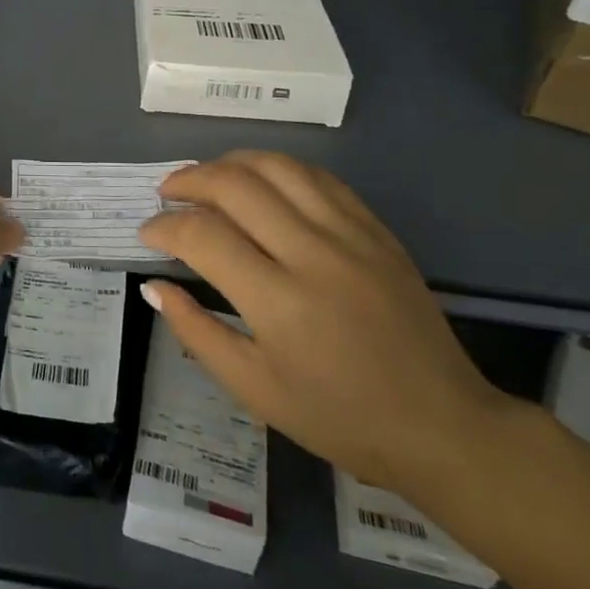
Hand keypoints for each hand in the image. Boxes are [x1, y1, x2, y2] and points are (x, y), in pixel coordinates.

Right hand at [138, 151, 511, 494]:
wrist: (442, 425)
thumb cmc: (340, 418)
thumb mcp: (255, 389)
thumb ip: (196, 332)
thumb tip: (154, 286)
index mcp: (278, 302)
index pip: (202, 236)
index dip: (163, 227)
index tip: (147, 234)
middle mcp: (312, 254)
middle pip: (235, 185)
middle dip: (188, 180)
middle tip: (166, 194)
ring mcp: (350, 235)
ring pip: (277, 167)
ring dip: (230, 163)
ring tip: (207, 178)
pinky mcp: (376, 229)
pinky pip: (317, 177)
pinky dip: (277, 169)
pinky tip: (260, 182)